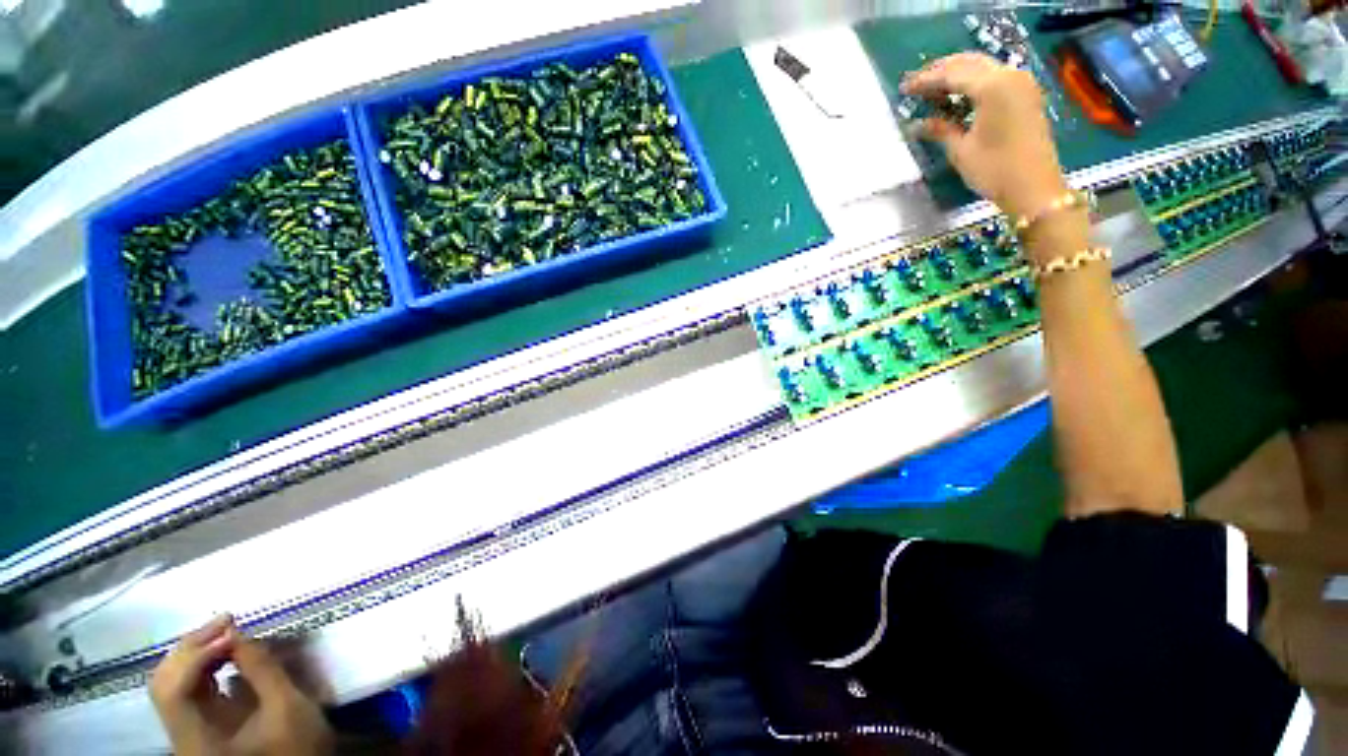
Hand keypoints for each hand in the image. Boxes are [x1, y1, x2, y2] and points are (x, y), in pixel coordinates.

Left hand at [150, 615, 332, 755]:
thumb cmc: (296, 744)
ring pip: (171, 683)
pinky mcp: (200, 725)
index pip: (173, 692)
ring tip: (227, 631)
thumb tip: (237, 632)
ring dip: (196, 652)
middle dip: (192, 648)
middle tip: (227, 620)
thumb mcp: (288, 706)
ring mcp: (188, 730)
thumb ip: (262, 669)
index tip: (232, 630)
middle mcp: (181, 736)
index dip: (196, 657)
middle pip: (164, 684)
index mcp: (196, 740)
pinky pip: (187, 689)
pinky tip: (225, 652)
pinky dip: (203, 665)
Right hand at [903, 53, 1068, 218]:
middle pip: (970, 63)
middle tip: (917, 84)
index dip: (926, 80)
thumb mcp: (961, 150)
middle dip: (942, 70)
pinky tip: (959, 95)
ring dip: (958, 74)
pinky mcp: (1026, 95)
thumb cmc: (994, 170)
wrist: (1034, 187)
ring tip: (934, 88)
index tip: (905, 88)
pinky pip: (995, 77)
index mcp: (992, 86)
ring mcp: (1021, 83)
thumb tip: (918, 124)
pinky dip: (974, 81)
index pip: (952, 74)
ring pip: (983, 67)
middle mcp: (1009, 76)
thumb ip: (940, 130)